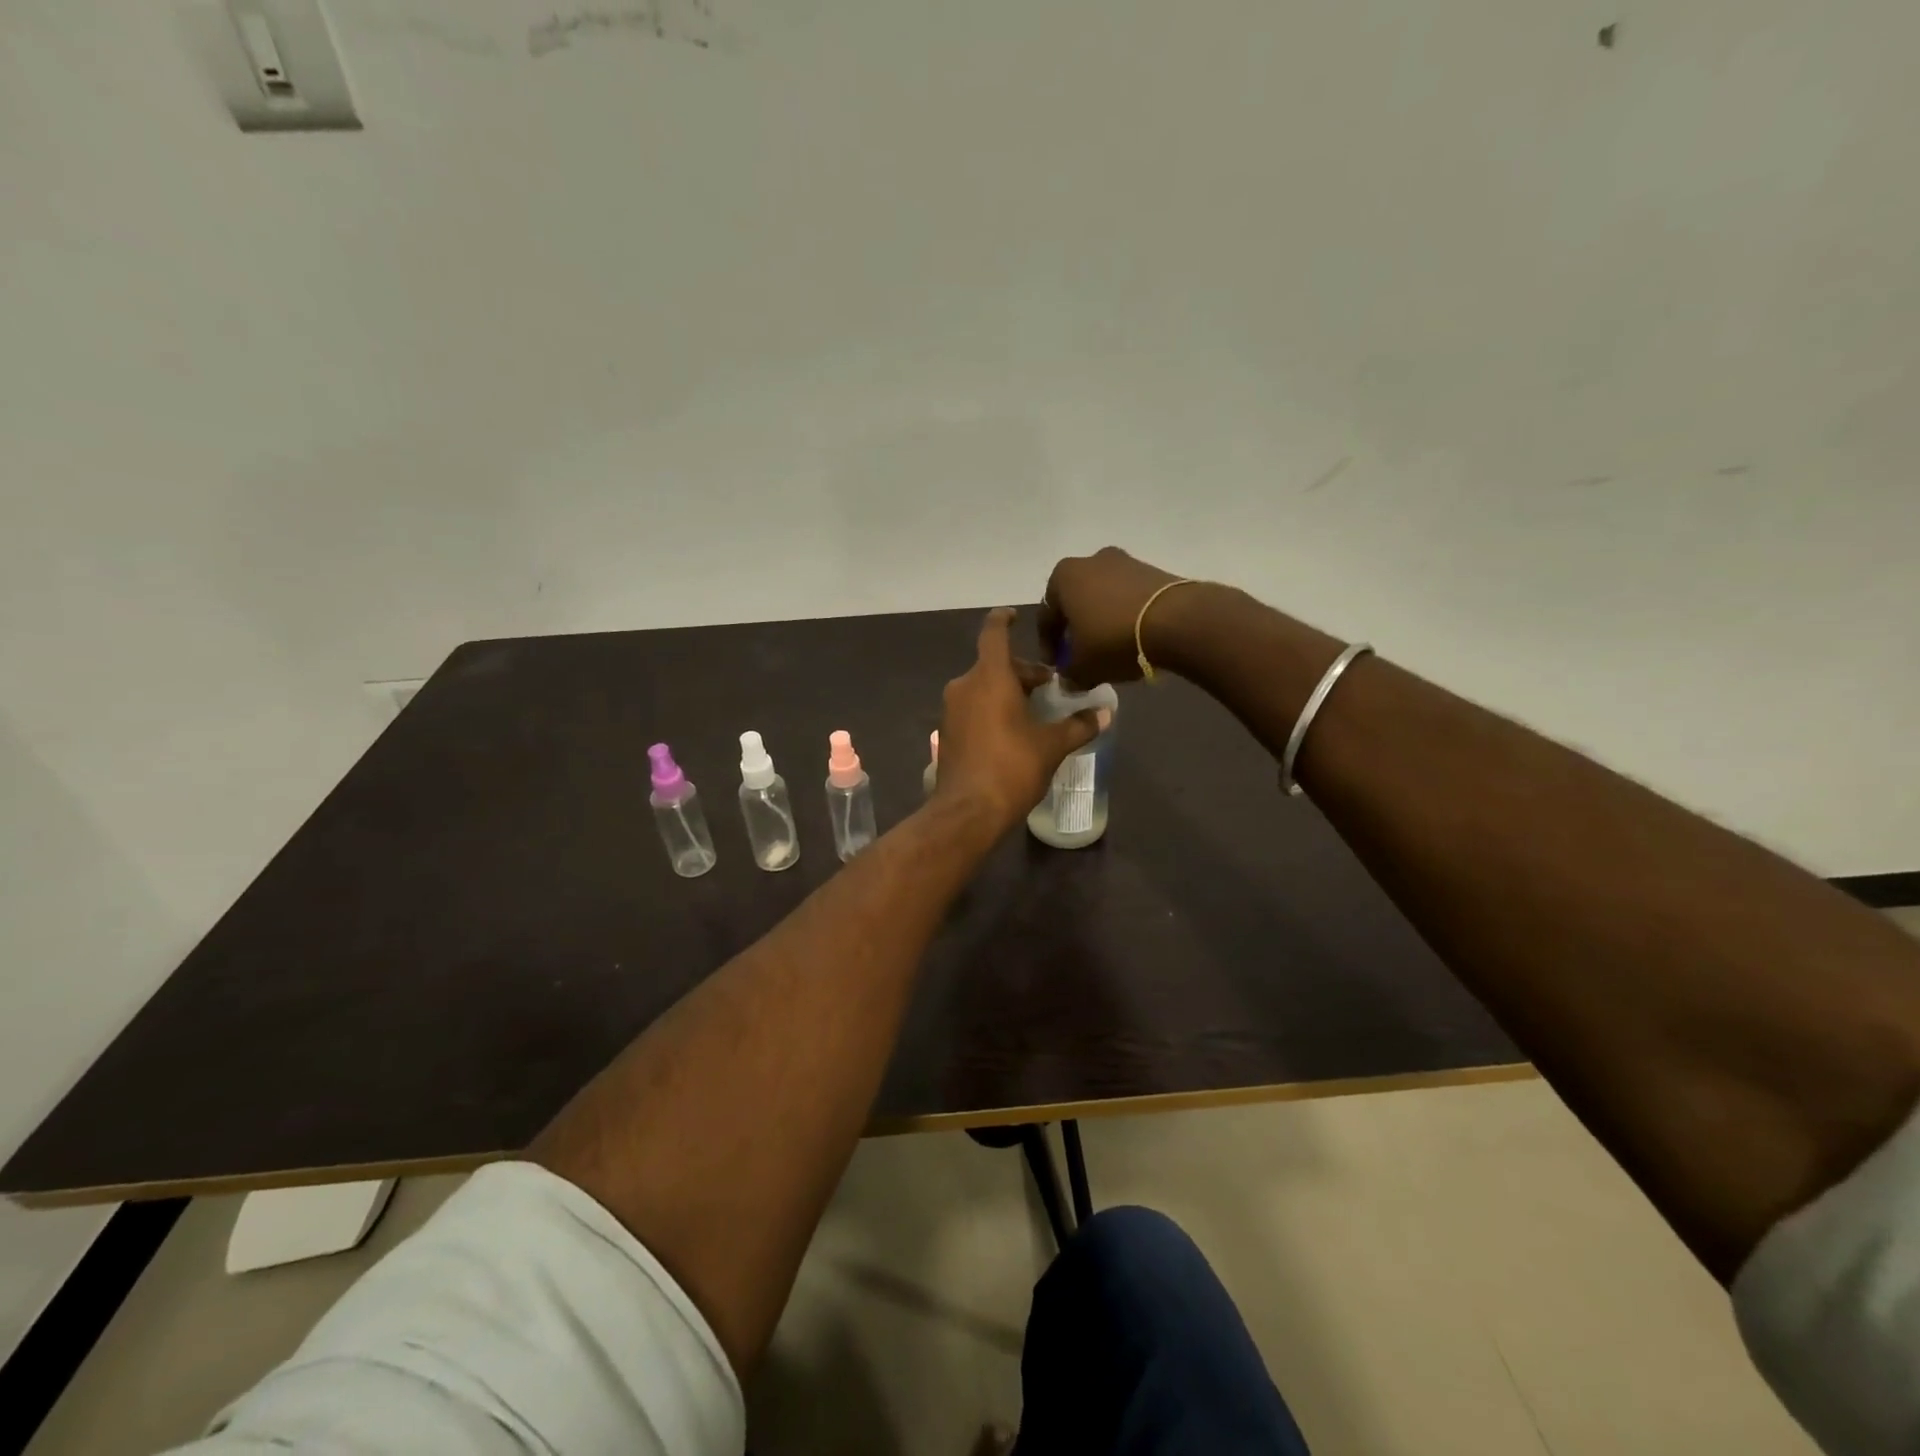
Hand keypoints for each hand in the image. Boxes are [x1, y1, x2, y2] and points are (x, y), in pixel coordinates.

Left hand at [935, 608, 1110, 831]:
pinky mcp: (947, 731)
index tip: (1014, 614)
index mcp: (989, 677)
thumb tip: (1105, 713)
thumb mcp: (1052, 746)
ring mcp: (951, 709)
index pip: (994, 633)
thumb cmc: (1012, 768)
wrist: (968, 811)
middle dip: (1022, 672)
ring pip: (983, 686)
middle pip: (994, 664)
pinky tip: (1013, 732)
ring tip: (1035, 712)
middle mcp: (965, 685)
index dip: (1004, 619)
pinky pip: (973, 707)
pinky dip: (992, 708)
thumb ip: (1079, 725)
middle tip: (1049, 687)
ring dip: (1007, 691)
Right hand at [1039, 546, 1193, 688]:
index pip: (1047, 617)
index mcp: (1063, 577)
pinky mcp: (1153, 570)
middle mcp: (1090, 561)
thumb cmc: (1114, 639)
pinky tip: (1133, 638)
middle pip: (1075, 602)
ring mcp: (1125, 561)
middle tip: (1082, 656)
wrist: (1177, 620)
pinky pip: (1128, 597)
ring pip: (1103, 598)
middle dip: (1076, 630)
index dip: (1049, 646)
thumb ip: (1070, 675)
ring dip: (1101, 622)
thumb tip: (1069, 680)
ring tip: (1110, 649)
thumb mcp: (1084, 667)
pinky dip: (1125, 616)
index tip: (1057, 667)